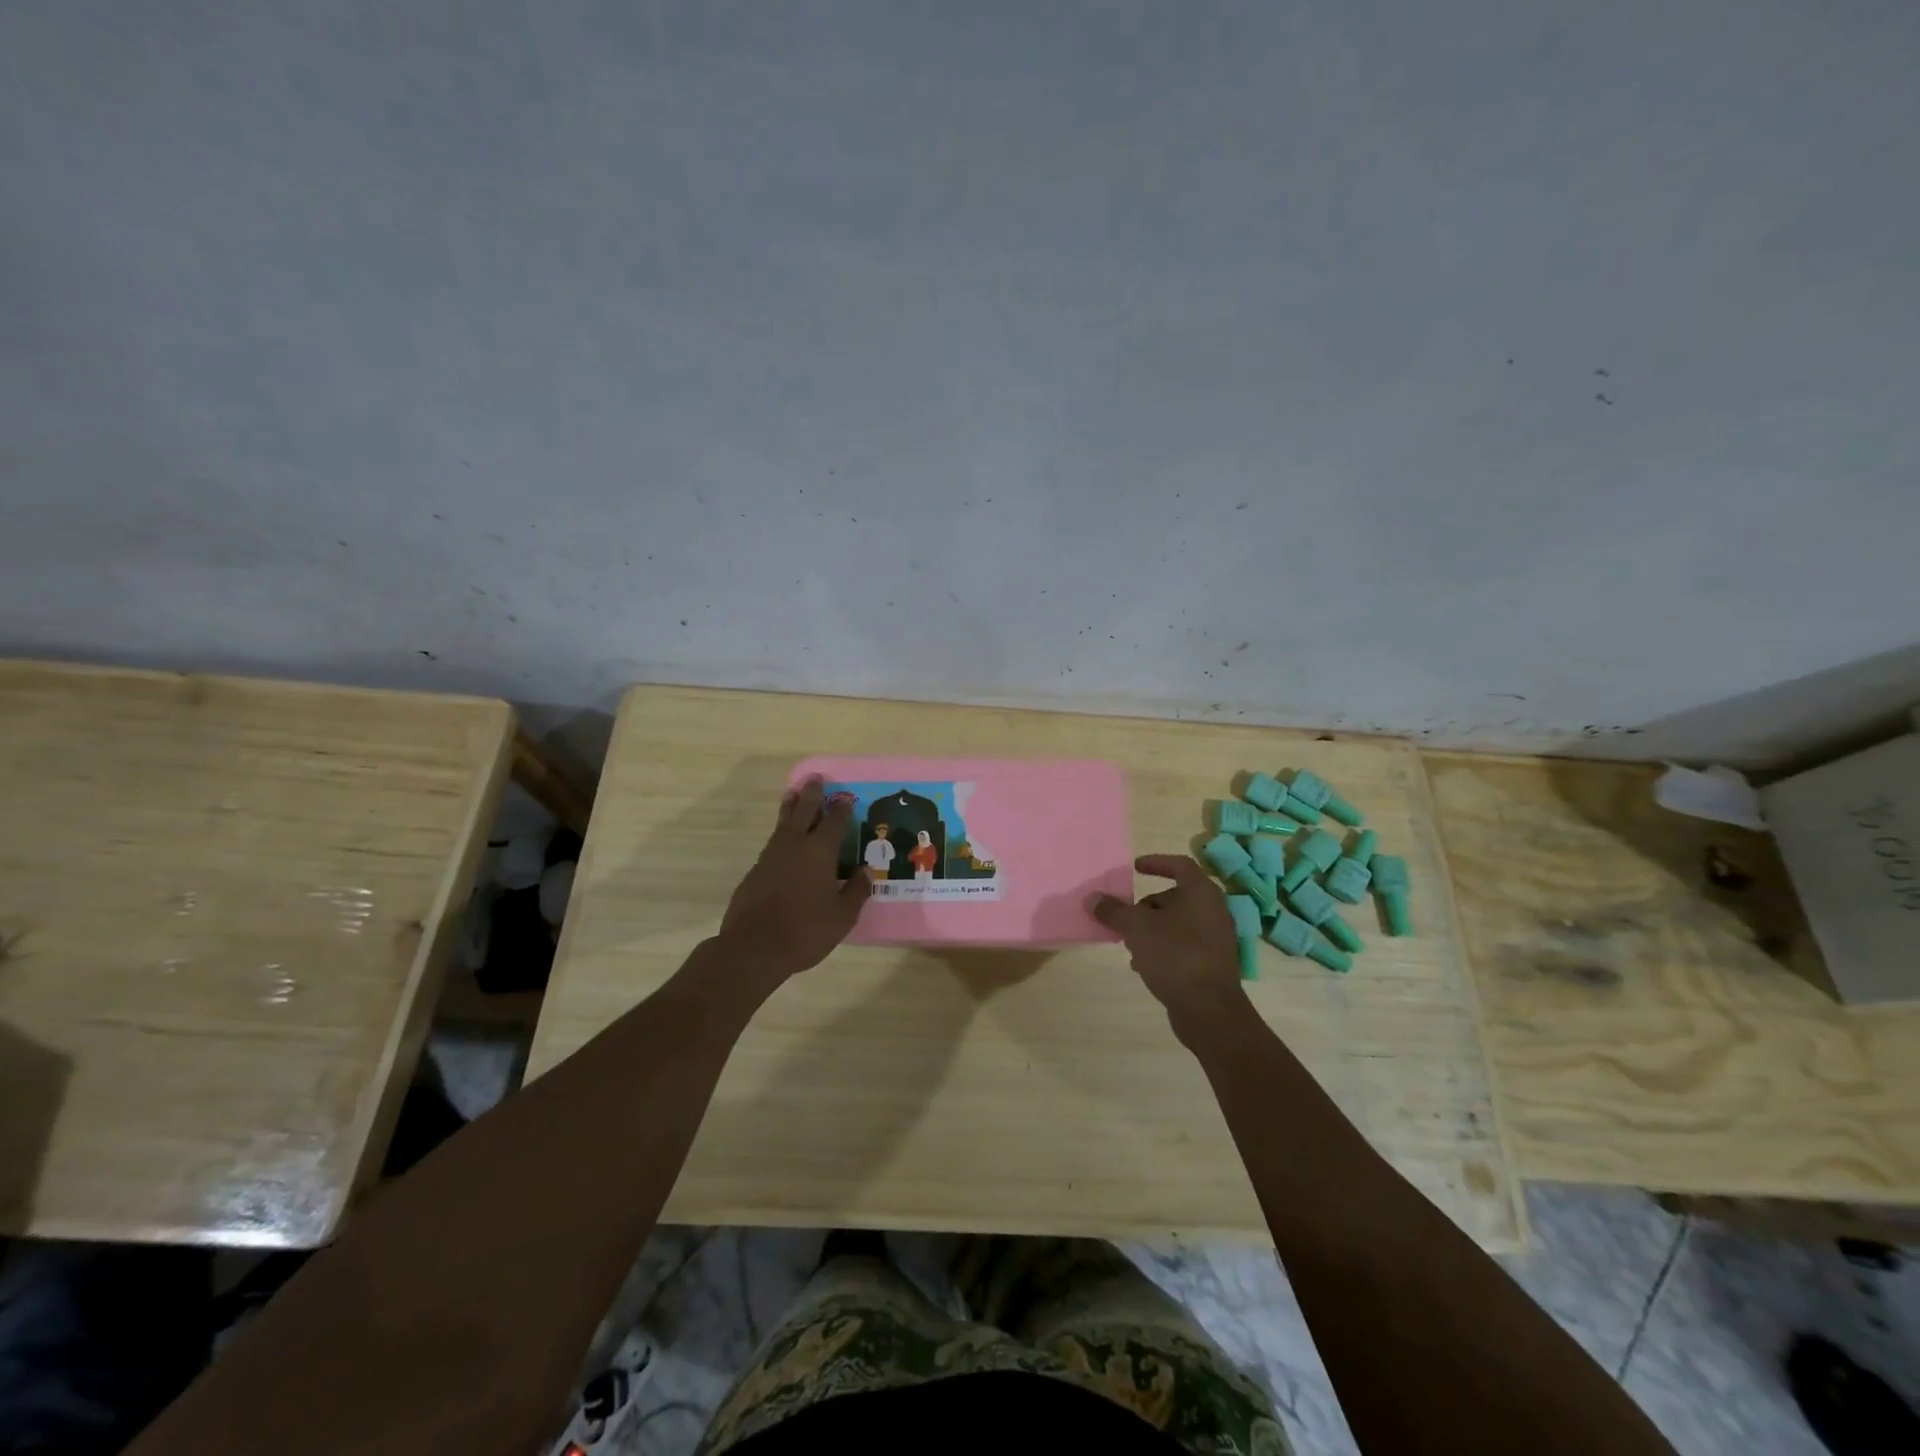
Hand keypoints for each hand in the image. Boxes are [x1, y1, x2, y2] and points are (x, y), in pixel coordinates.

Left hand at [718, 776, 870, 980]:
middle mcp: (794, 846)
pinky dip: (781, 834)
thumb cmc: (805, 931)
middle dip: (811, 794)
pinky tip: (784, 842)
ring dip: (791, 808)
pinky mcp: (755, 871)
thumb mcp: (842, 916)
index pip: (834, 822)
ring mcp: (770, 856)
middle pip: (803, 811)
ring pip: (783, 824)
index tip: (845, 797)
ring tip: (794, 795)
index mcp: (819, 852)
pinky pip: (773, 843)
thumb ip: (856, 890)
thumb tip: (864, 870)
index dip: (841, 809)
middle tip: (814, 778)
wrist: (753, 948)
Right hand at [1091, 855, 1247, 1037]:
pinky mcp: (1212, 963)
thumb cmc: (1175, 955)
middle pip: (1176, 896)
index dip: (1156, 862)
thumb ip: (1113, 910)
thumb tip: (1093, 898)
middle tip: (1126, 914)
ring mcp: (1215, 939)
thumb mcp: (1136, 928)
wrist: (1209, 1010)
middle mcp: (1213, 911)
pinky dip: (1163, 947)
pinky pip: (1183, 944)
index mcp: (1201, 893)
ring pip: (1178, 923)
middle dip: (1147, 904)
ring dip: (1152, 928)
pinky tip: (1143, 964)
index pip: (1180, 865)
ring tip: (1130, 943)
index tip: (1135, 867)